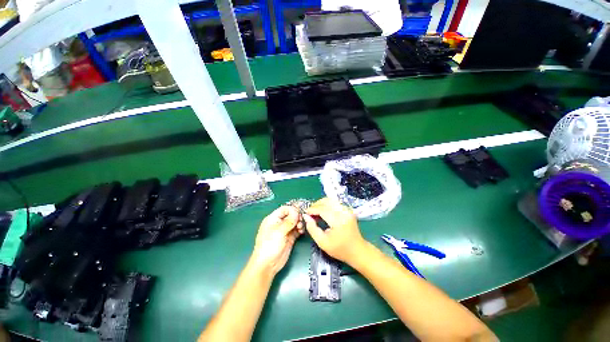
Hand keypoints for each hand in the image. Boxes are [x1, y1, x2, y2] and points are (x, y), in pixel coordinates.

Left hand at [250, 206, 303, 275]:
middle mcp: (279, 223)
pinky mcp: (289, 237)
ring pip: (295, 222)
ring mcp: (285, 230)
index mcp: (273, 218)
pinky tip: (301, 232)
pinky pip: (297, 229)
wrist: (267, 265)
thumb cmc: (269, 246)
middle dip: (297, 216)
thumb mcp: (279, 232)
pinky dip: (300, 229)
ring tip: (300, 228)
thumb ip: (289, 221)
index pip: (285, 209)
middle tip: (300, 221)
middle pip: (291, 214)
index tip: (299, 214)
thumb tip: (296, 211)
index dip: (292, 210)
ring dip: (299, 223)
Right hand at [303, 198, 365, 263]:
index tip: (305, 213)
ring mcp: (347, 209)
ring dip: (321, 203)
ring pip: (331, 200)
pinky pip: (335, 202)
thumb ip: (312, 228)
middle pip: (326, 201)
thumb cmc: (340, 249)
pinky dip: (327, 204)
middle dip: (316, 205)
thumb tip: (306, 216)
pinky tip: (323, 211)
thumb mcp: (322, 242)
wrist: (358, 250)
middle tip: (310, 212)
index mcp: (338, 221)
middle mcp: (344, 212)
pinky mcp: (348, 209)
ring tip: (315, 212)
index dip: (312, 209)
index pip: (322, 209)